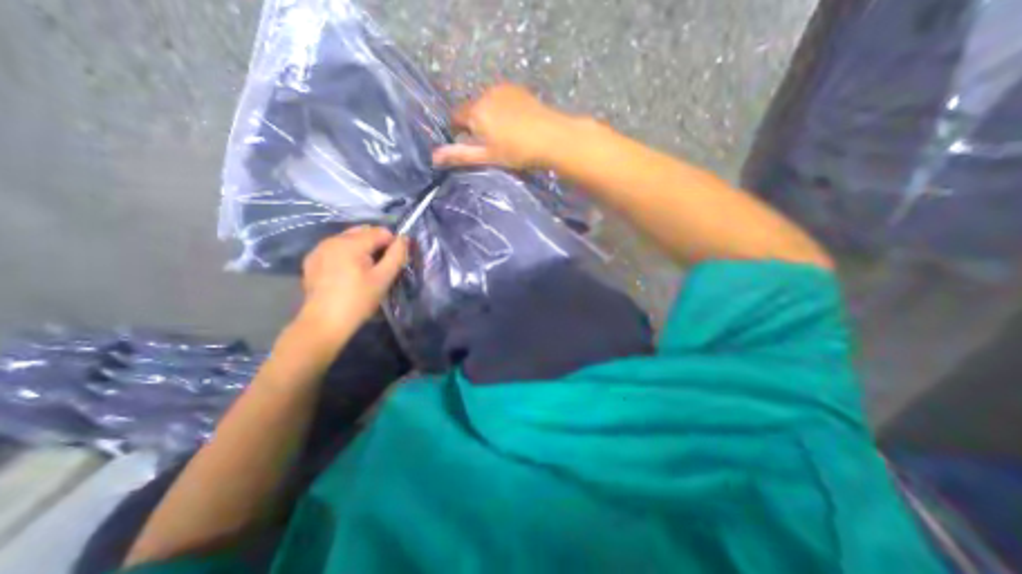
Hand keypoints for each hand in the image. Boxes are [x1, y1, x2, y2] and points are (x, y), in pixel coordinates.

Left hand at [290, 226, 407, 347]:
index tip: (392, 264)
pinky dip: (346, 255)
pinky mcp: (312, 260)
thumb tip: (404, 238)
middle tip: (380, 268)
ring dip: (362, 249)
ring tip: (364, 271)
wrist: (324, 323)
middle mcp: (332, 239)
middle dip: (377, 245)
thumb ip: (397, 255)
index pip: (381, 232)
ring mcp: (319, 249)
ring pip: (349, 239)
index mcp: (351, 243)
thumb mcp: (383, 278)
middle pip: (364, 232)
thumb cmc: (358, 301)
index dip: (392, 245)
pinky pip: (335, 248)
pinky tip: (347, 273)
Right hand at [431, 82, 573, 168]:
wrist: (552, 137)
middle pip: (472, 109)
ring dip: (489, 116)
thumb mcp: (487, 156)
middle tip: (490, 144)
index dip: (458, 131)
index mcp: (475, 111)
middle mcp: (486, 94)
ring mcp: (503, 89)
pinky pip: (502, 99)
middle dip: (475, 124)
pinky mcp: (518, 90)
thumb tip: (434, 157)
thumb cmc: (517, 151)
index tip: (469, 145)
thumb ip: (460, 155)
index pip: (455, 116)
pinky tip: (516, 124)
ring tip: (505, 135)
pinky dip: (503, 110)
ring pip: (487, 103)